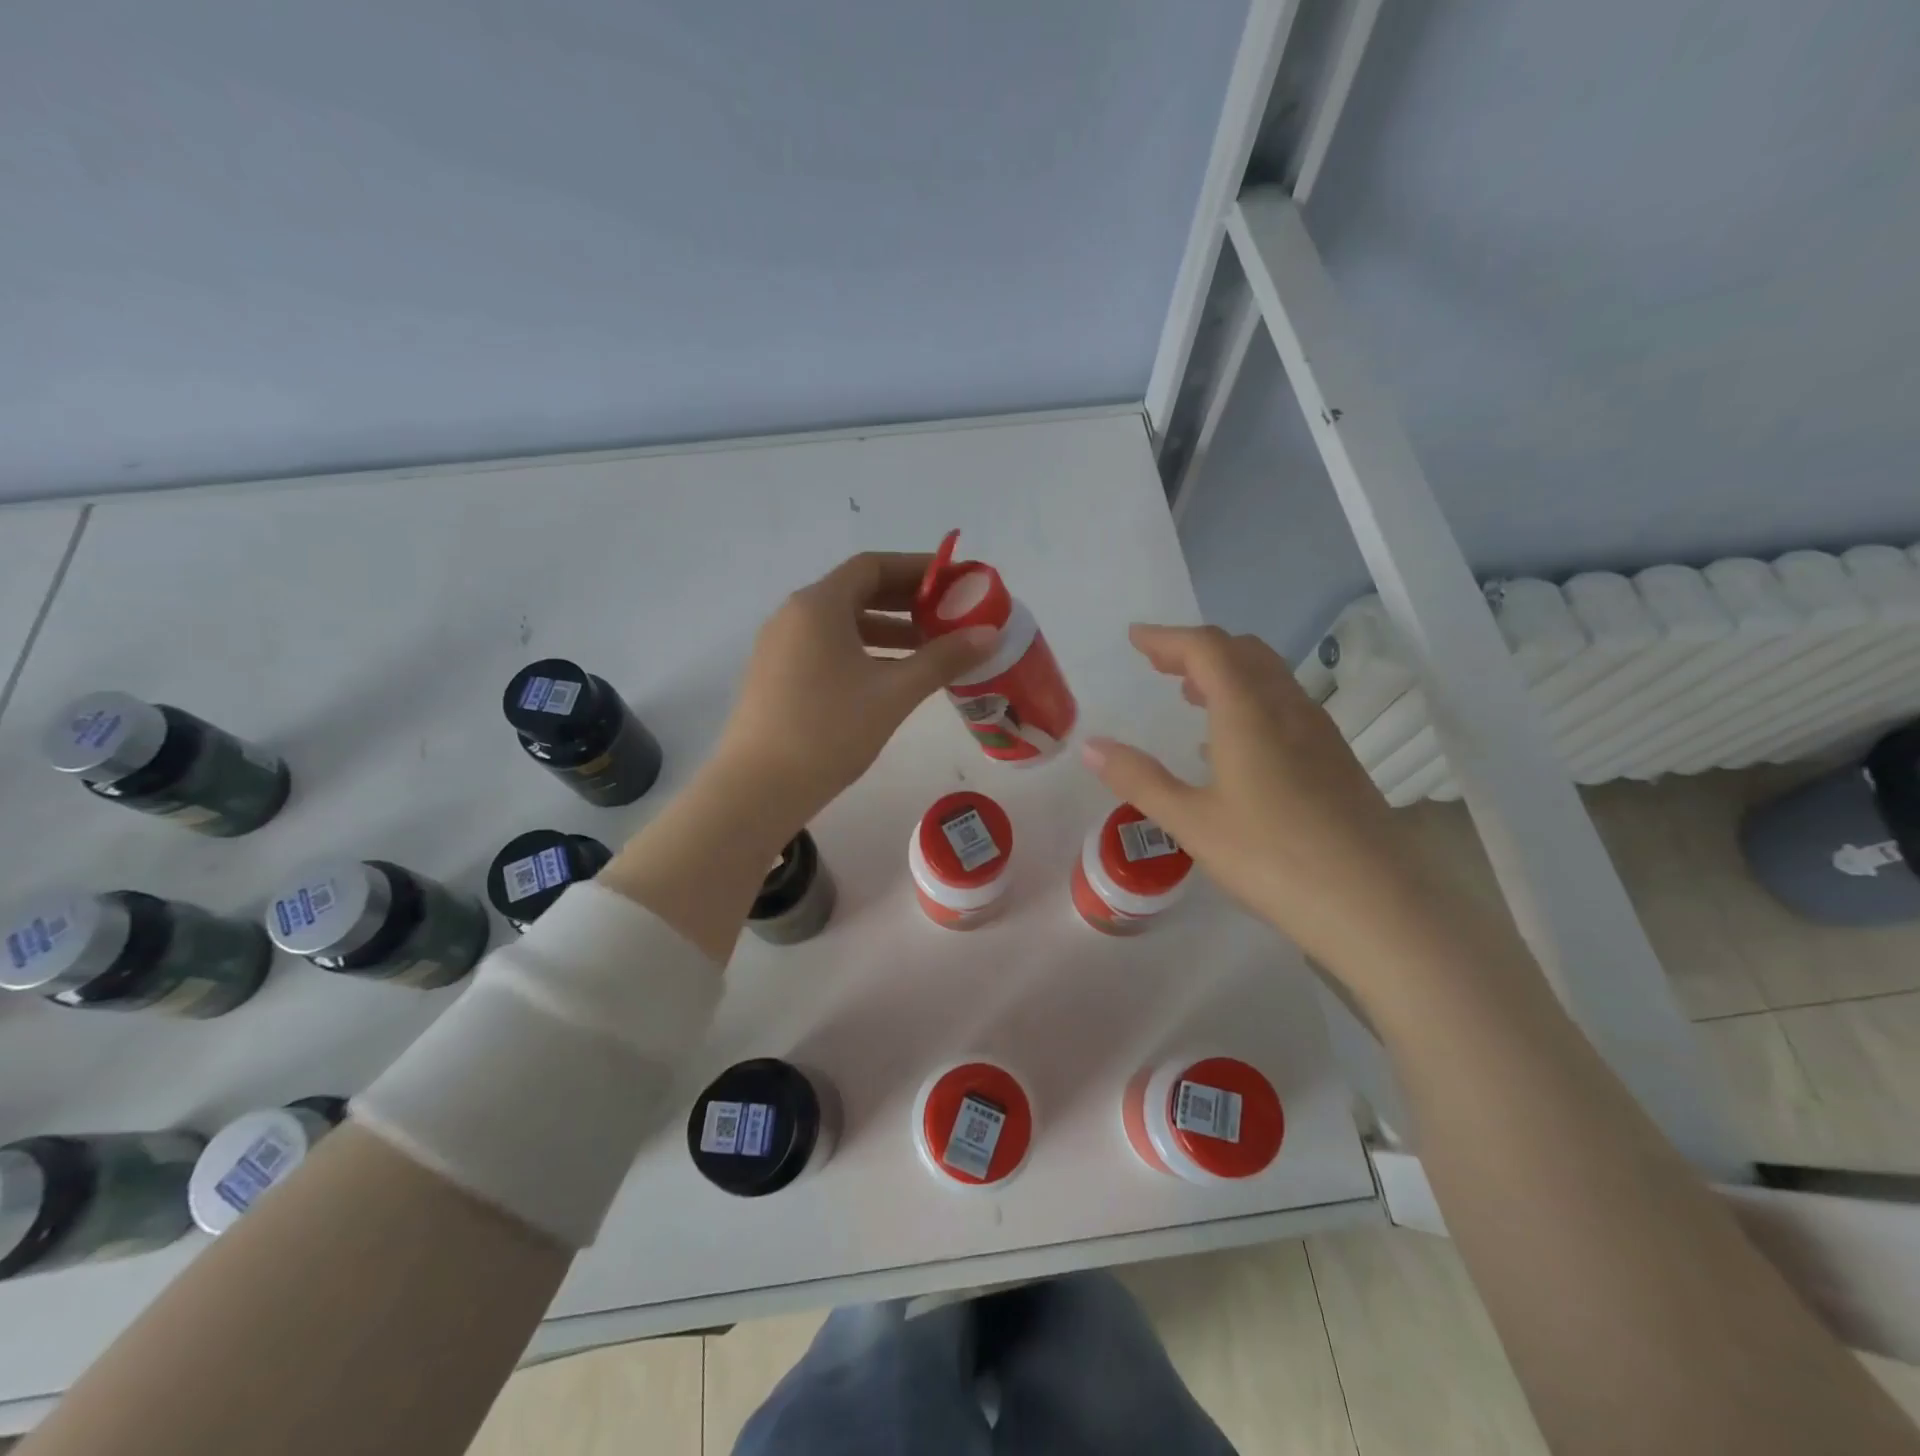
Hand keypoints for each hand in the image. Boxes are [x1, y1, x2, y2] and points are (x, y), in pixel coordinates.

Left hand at [716, 552, 996, 824]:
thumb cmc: (830, 730)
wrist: (759, 787)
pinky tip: (889, 677)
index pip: (873, 566)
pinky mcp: (776, 675)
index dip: (917, 569)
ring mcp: (780, 646)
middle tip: (947, 615)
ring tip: (927, 648)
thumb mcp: (894, 693)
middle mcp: (794, 615)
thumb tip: (990, 634)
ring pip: (841, 623)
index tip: (954, 581)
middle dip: (905, 600)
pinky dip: (862, 650)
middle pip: (856, 591)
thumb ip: (942, 659)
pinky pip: (826, 647)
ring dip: (886, 629)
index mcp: (819, 605)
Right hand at [1082, 625, 1441, 970]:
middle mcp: (1287, 708)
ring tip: (1191, 694)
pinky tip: (1234, 743)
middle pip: (1243, 652)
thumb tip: (1092, 746)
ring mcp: (1318, 732)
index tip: (1135, 639)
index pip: (1207, 649)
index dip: (1168, 638)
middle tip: (1159, 663)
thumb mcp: (1192, 821)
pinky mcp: (1335, 759)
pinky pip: (1285, 706)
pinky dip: (1250, 700)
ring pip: (1269, 677)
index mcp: (1249, 712)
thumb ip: (1140, 779)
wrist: (1375, 904)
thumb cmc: (1272, 858)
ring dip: (1227, 672)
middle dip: (1197, 649)